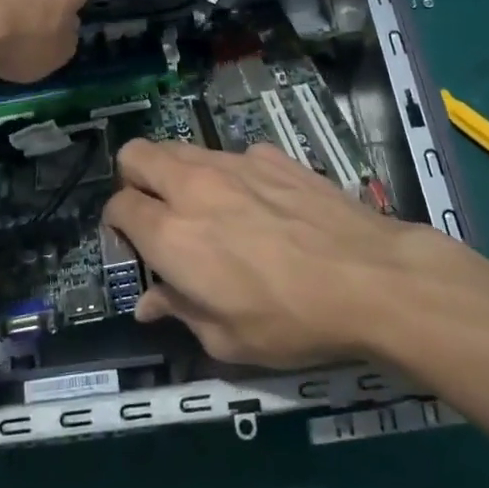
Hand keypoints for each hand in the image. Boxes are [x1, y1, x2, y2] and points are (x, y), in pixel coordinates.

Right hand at [101, 139, 443, 366]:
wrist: (371, 278)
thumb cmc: (292, 320)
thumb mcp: (227, 340)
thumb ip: (180, 312)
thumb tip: (149, 303)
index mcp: (172, 234)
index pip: (118, 206)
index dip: (117, 225)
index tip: (132, 244)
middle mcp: (193, 187)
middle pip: (136, 155)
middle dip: (133, 178)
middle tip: (155, 211)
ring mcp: (234, 163)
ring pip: (182, 148)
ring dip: (177, 172)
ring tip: (204, 206)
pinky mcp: (271, 155)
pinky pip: (233, 155)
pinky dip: (231, 174)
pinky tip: (260, 202)